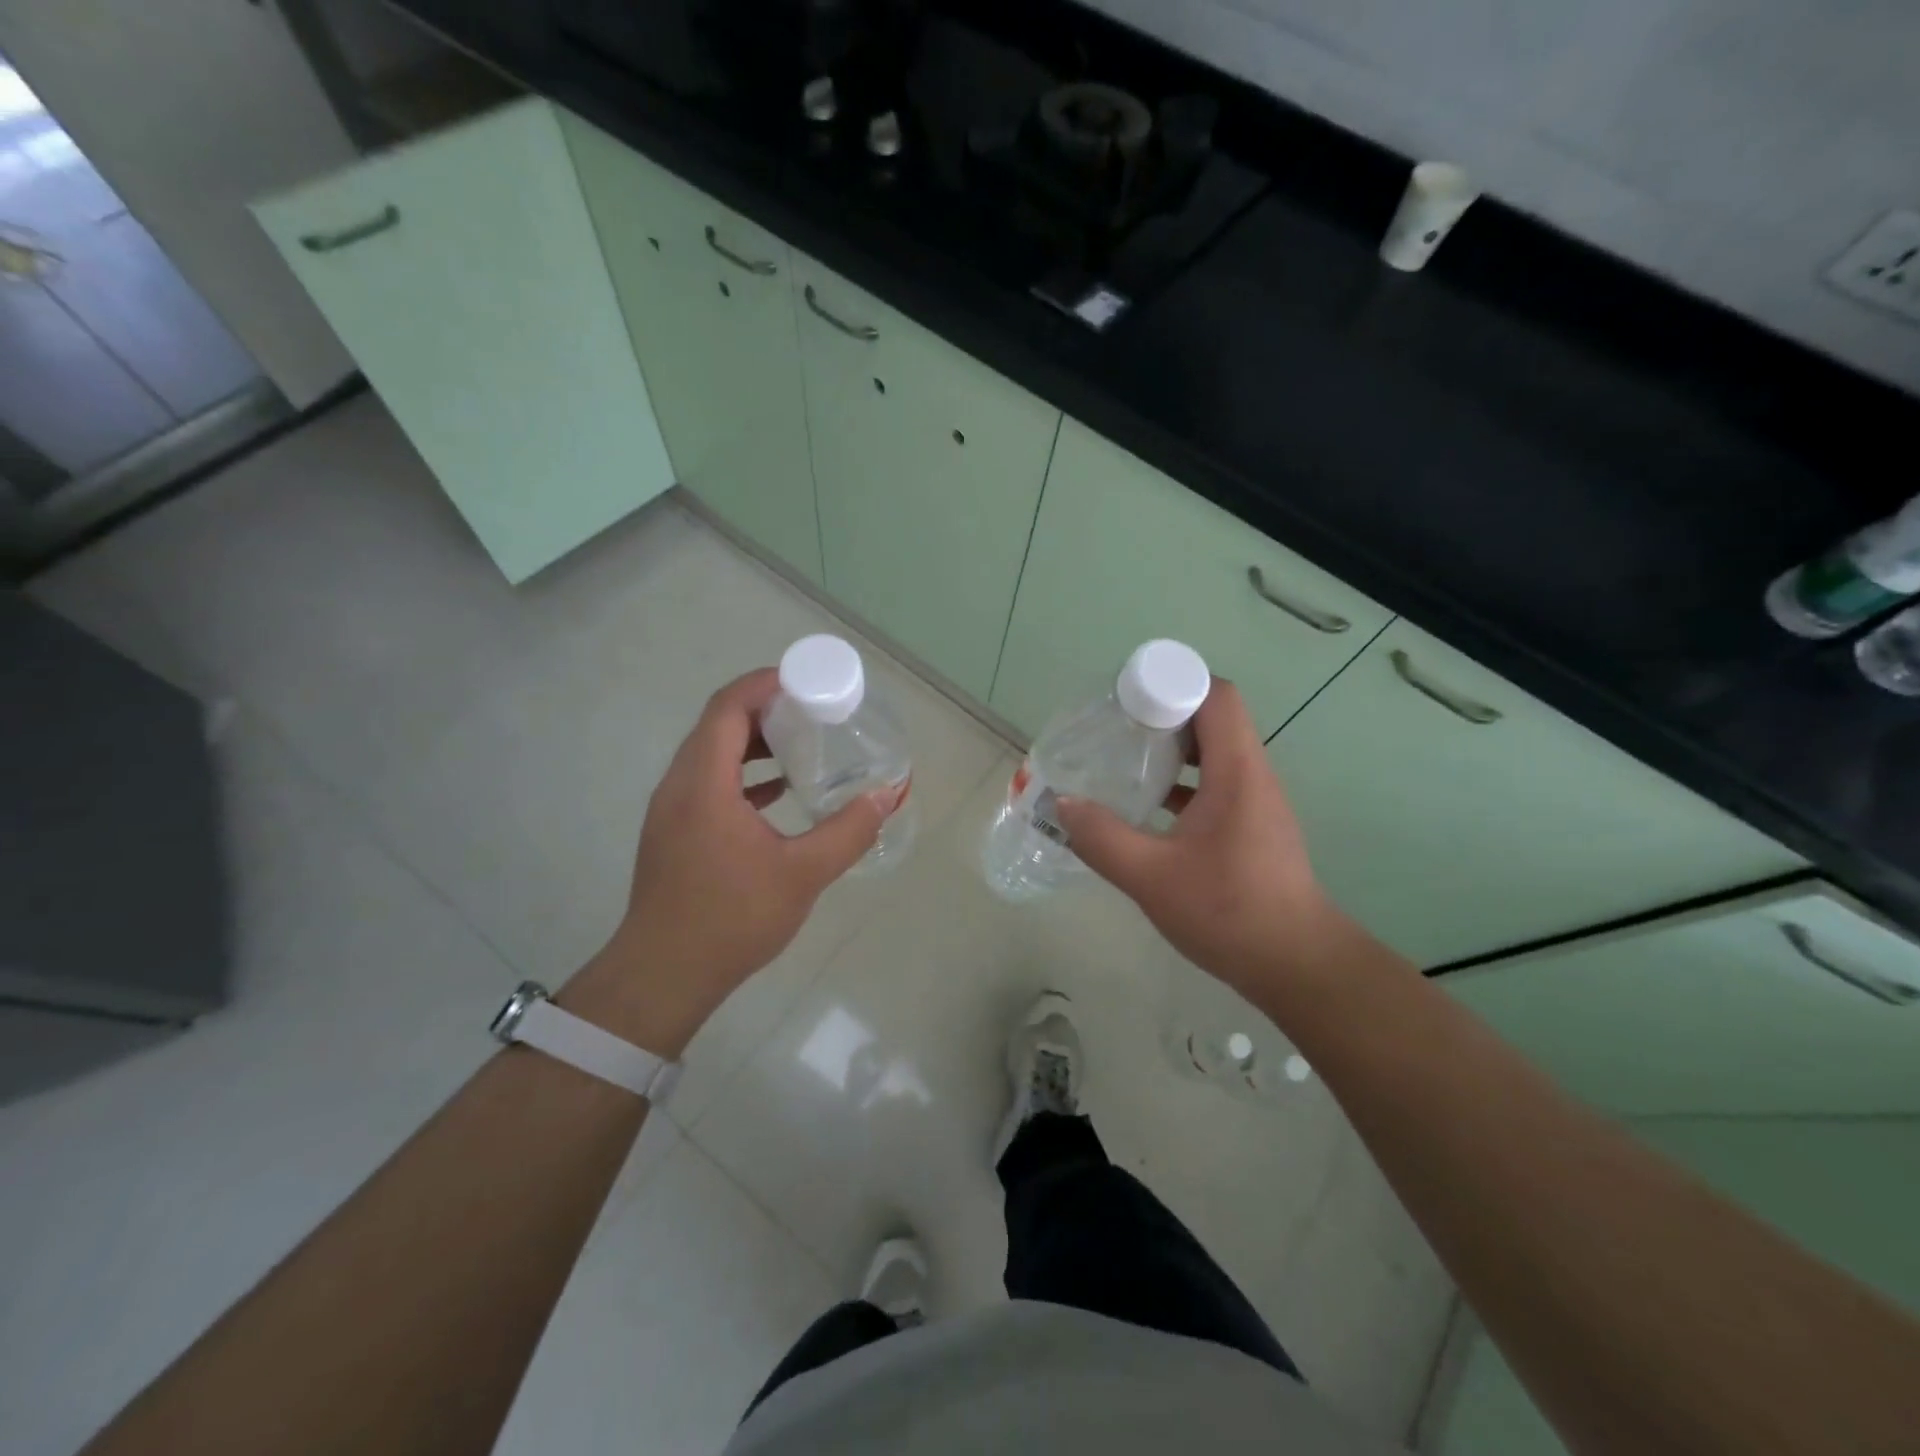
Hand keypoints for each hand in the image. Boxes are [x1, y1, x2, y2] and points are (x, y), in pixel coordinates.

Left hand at [559, 668, 885, 1055]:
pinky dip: (742, 773)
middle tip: (812, 709)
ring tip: (801, 742)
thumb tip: (891, 793)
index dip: (764, 684)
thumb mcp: (803, 874)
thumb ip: (850, 830)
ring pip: (710, 754)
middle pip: (718, 725)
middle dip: (764, 708)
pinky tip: (779, 791)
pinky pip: (708, 782)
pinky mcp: (674, 832)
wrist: (664, 976)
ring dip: (753, 741)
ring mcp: (671, 810)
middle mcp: (679, 785)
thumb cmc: (732, 919)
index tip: (805, 680)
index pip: (728, 708)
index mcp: (704, 783)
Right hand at [1053, 679, 1334, 996]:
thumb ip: (1101, 838)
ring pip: (1212, 752)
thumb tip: (1061, 804)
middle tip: (1114, 729)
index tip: (1127, 700)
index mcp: (1236, 772)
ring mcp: (1254, 802)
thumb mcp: (1152, 877)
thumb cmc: (1229, 912)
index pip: (1215, 695)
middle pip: (1211, 718)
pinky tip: (1146, 808)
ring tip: (1124, 762)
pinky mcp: (1251, 826)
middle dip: (1162, 714)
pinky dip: (1181, 782)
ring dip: (1171, 750)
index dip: (1173, 683)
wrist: (1297, 965)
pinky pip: (1214, 783)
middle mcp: (1251, 775)